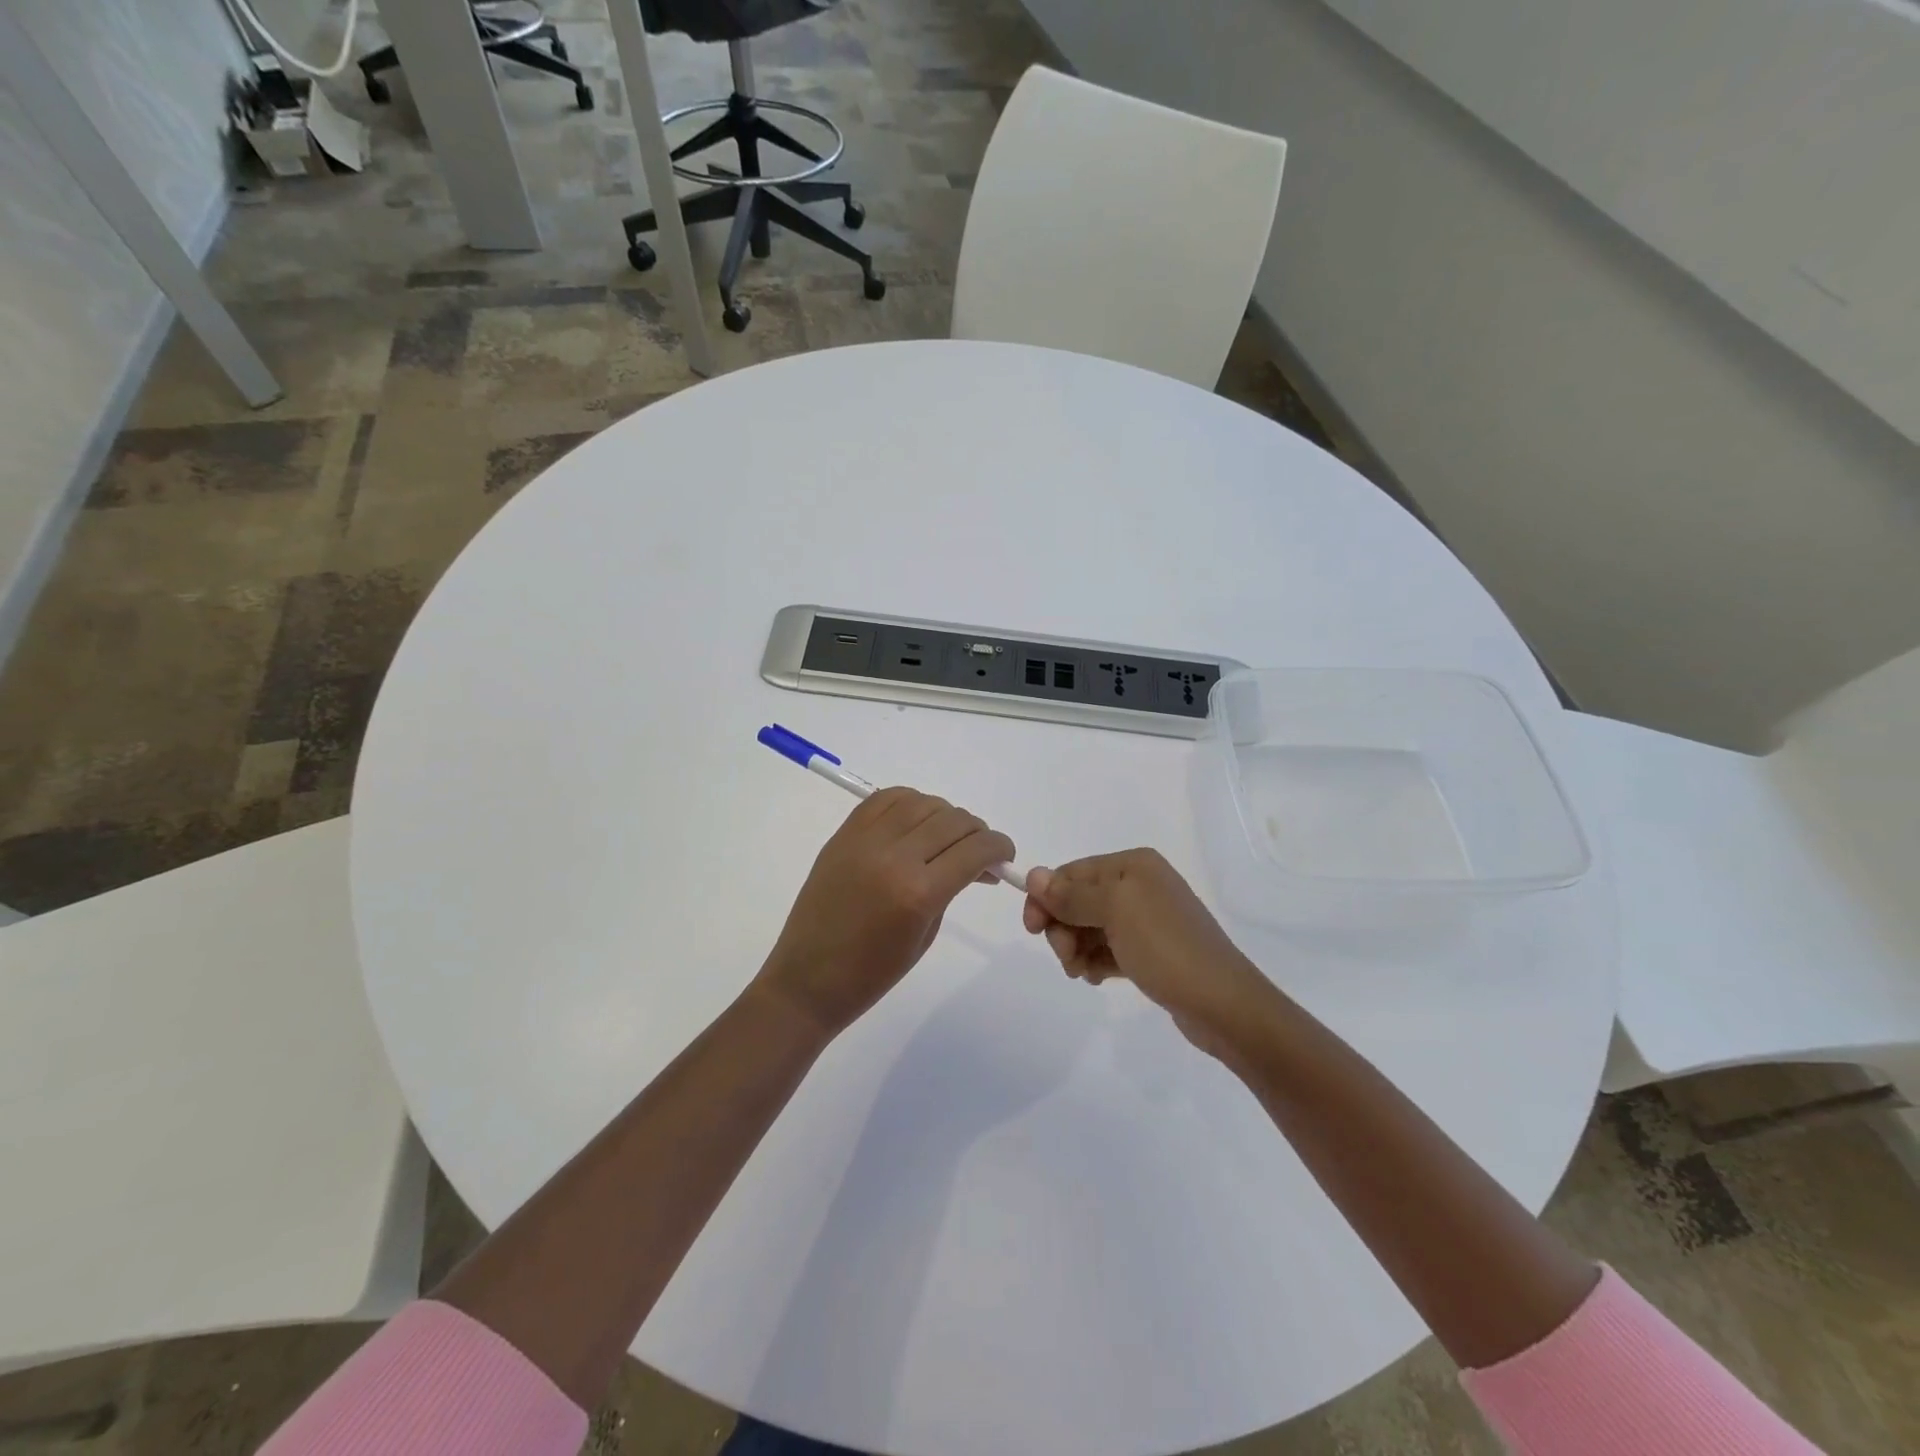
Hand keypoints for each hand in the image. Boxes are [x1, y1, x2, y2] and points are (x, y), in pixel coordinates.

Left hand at [757, 788, 1015, 1037]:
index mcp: (919, 893)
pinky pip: (885, 799)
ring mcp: (864, 841)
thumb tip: (976, 861)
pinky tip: (916, 822)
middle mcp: (894, 857)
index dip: (999, 847)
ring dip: (944, 815)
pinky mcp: (844, 834)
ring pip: (921, 802)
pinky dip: (909, 803)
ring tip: (946, 837)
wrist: (808, 979)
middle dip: (977, 832)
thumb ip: (952, 888)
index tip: (1004, 855)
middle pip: (952, 820)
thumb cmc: (873, 973)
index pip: (975, 849)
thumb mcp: (926, 934)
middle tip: (979, 851)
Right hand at [1022, 849, 1279, 1060]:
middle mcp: (1139, 885)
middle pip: (1078, 900)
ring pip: (1090, 927)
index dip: (1046, 898)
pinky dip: (1095, 960)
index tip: (1032, 930)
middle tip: (1066, 957)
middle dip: (1063, 927)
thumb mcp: (1115, 912)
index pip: (1072, 872)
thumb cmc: (1166, 948)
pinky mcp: (1151, 951)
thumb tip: (1033, 874)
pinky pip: (1108, 948)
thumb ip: (1071, 894)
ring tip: (1083, 973)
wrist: (1223, 1004)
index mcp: (1133, 865)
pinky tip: (1097, 978)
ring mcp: (1146, 919)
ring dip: (1077, 948)